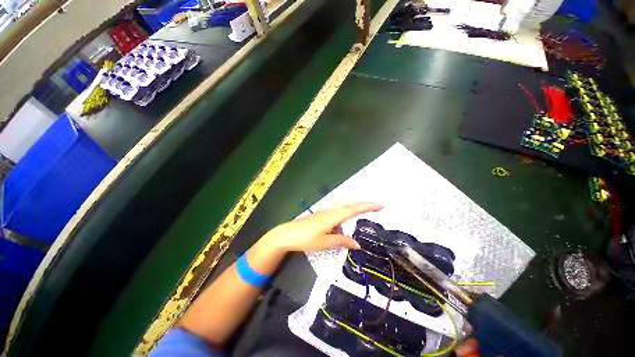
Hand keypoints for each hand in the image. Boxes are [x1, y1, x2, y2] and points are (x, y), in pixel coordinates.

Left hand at [262, 202, 382, 252]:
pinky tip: (340, 230)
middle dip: (363, 206)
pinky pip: (336, 215)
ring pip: (342, 209)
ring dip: (352, 213)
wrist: (285, 235)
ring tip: (356, 225)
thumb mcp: (325, 243)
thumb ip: (342, 242)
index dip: (369, 206)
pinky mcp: (319, 217)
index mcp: (333, 216)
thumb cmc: (305, 239)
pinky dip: (343, 219)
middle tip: (376, 209)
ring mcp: (324, 213)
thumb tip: (358, 244)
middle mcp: (330, 211)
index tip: (382, 205)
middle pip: (350, 205)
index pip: (355, 209)